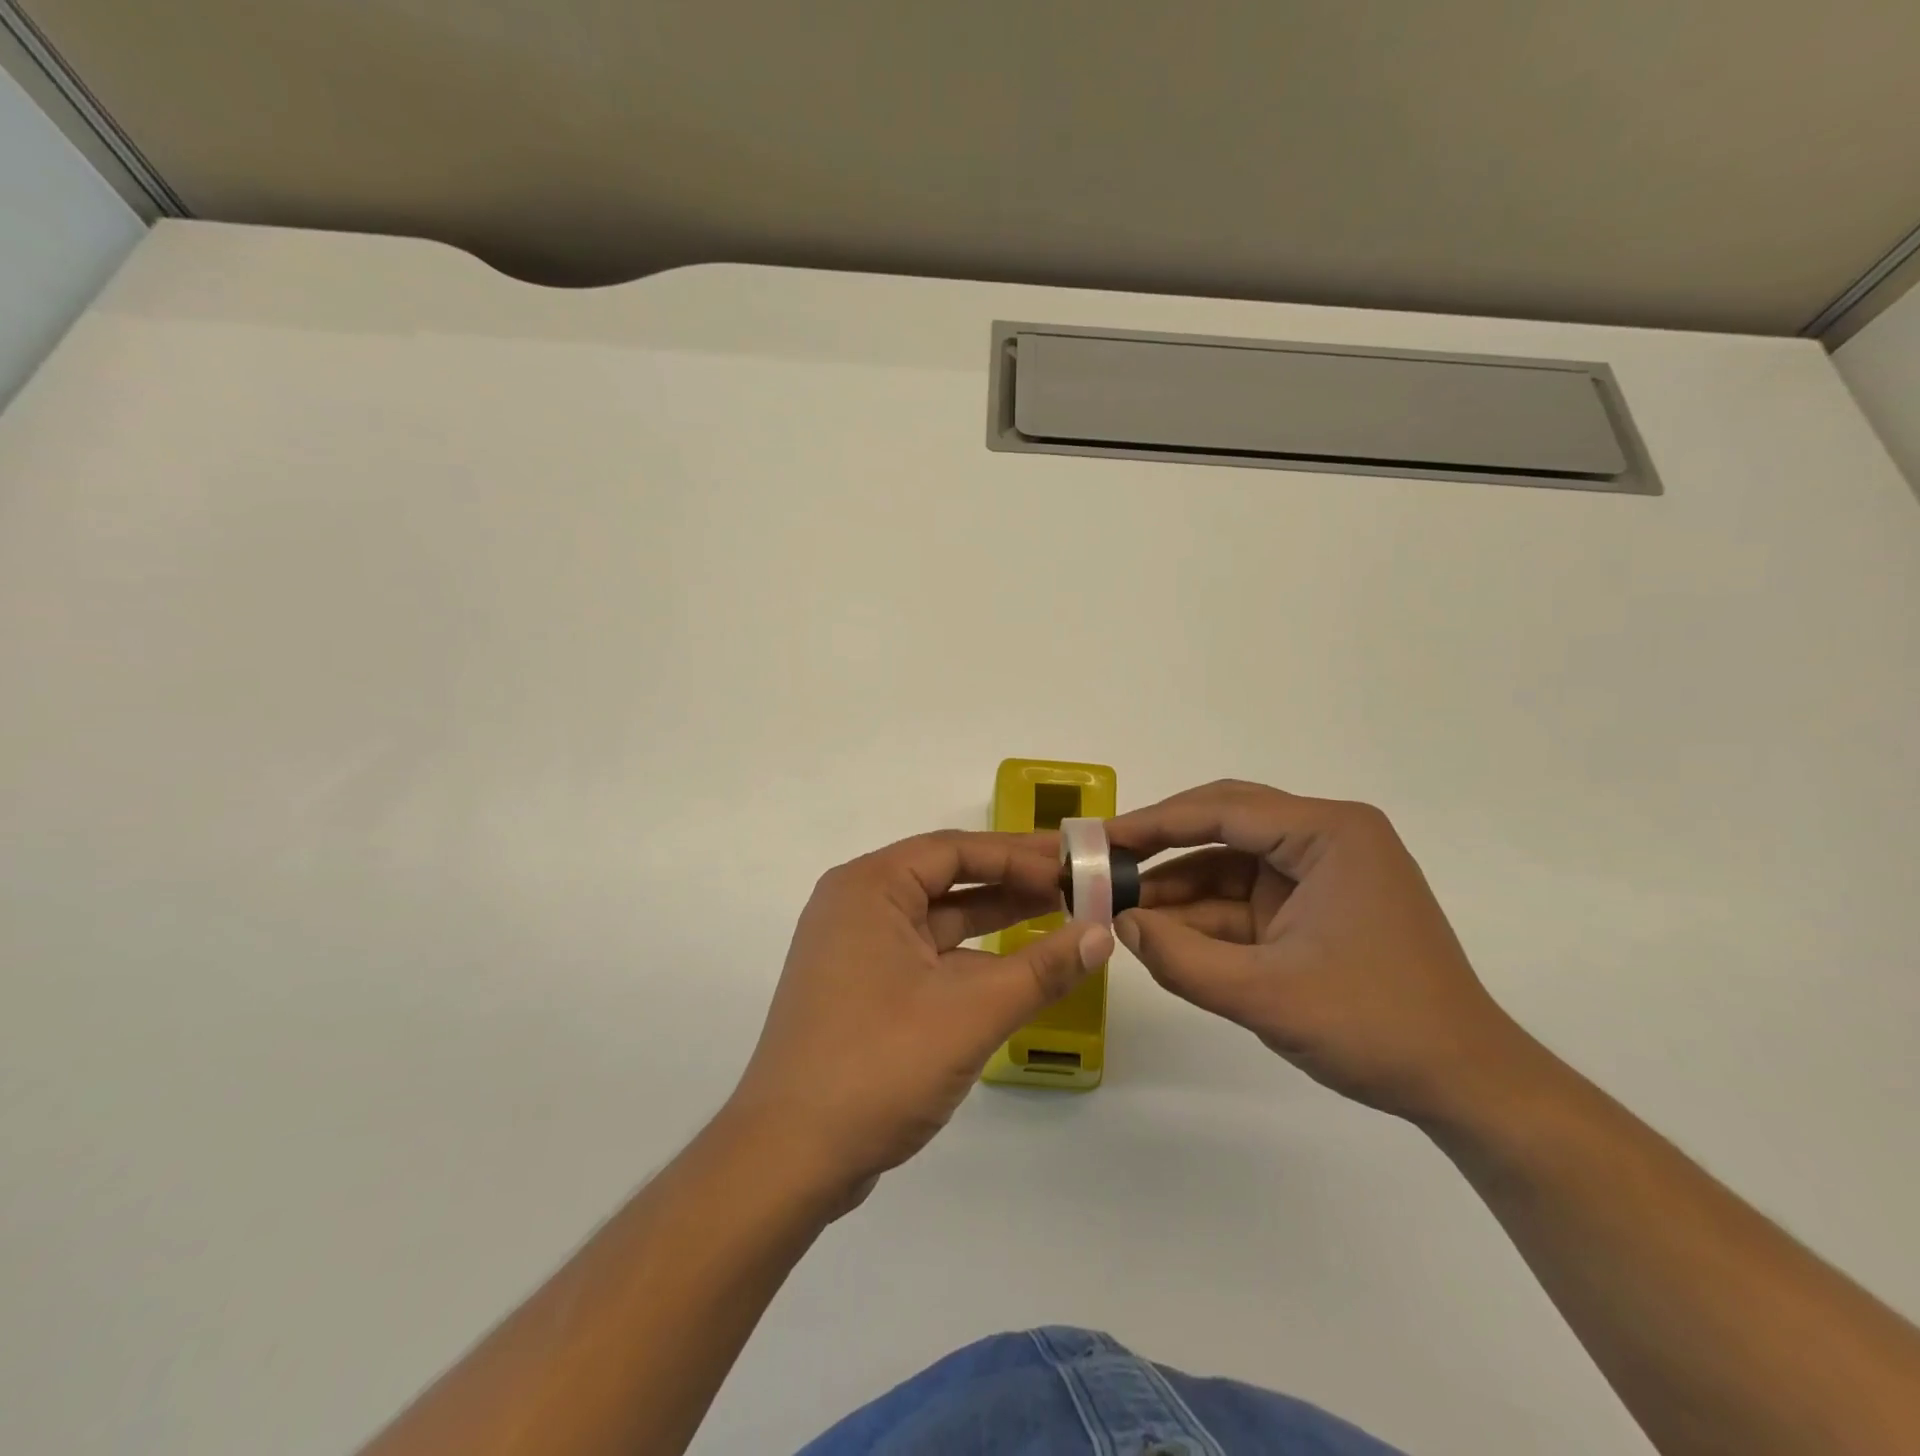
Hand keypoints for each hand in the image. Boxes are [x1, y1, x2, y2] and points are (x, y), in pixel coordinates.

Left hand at [725, 831, 1112, 1205]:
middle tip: (1073, 883)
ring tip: (1058, 914)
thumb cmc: (878, 1064)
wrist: (789, 1156)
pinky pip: (926, 954)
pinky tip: (1016, 967)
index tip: (1070, 864)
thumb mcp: (971, 1012)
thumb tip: (1101, 934)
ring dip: (994, 918)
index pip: (954, 850)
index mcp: (870, 887)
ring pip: (937, 918)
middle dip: (1010, 881)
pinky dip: (970, 956)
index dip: (1018, 854)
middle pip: (946, 877)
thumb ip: (1042, 970)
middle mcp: (857, 905)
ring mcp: (855, 948)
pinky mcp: (861, 987)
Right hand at [1108, 780, 1528, 1122]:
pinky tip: (1160, 934)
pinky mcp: (1314, 908)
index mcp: (1329, 833)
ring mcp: (1321, 874)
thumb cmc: (1376, 1027)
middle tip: (1104, 864)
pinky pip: (1245, 900)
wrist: (1467, 1087)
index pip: (1223, 809)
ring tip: (1119, 907)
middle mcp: (1326, 838)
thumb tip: (1118, 924)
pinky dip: (1204, 917)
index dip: (1154, 822)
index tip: (1100, 840)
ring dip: (1178, 888)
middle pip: (1225, 824)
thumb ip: (1181, 959)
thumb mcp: (1266, 995)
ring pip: (1229, 865)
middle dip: (1162, 847)